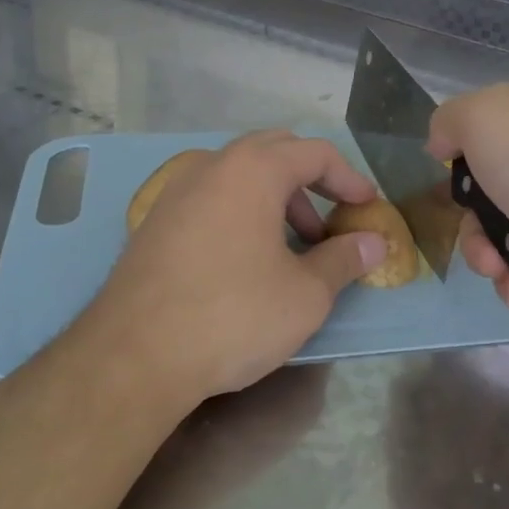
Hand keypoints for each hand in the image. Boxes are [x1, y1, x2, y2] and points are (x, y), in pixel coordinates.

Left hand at [77, 131, 387, 406]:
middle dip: (310, 180)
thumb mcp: (305, 294)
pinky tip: (247, 257)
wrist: (133, 356)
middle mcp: (211, 167)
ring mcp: (176, 192)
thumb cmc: (233, 316)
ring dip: (275, 197)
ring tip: (294, 244)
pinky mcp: (154, 222)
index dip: (349, 178)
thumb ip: (344, 260)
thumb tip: (374, 243)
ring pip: (238, 174)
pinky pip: (211, 198)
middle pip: (273, 151)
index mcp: (253, 170)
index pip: (315, 153)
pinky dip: (241, 211)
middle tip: (332, 218)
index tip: (367, 207)